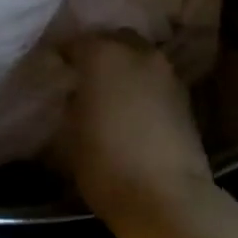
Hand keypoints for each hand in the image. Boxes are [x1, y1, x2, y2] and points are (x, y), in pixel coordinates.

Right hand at [53, 32, 214, 224]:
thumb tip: (76, 92)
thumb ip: (72, 101)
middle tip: (84, 76)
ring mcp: (165, 71)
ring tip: (110, 91)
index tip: (53, 70)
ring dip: (123, 66)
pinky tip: (133, 106)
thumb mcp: (71, 134)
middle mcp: (136, 51)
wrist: (168, 198)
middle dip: (97, 52)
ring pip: (137, 56)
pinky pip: (155, 77)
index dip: (61, 55)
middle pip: (111, 40)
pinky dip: (142, 84)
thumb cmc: (106, 164)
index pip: (73, 42)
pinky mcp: (184, 94)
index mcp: (101, 54)